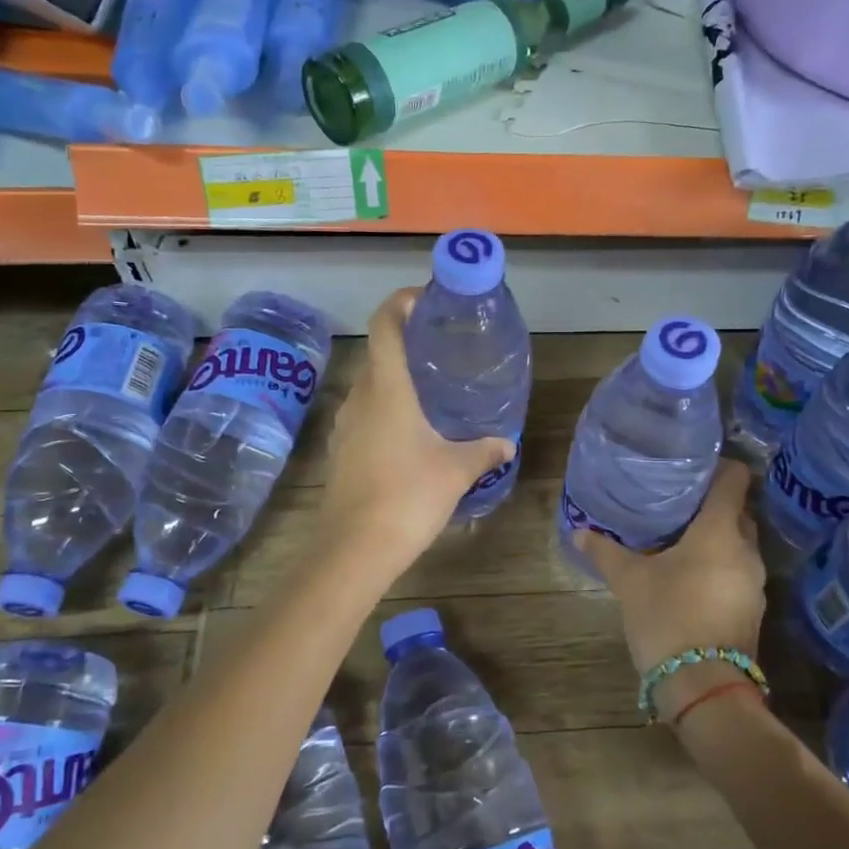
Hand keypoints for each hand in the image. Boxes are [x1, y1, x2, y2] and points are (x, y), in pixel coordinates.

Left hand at [316, 287, 516, 572]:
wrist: (354, 549)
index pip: (385, 324)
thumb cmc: (408, 496)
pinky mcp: (341, 451)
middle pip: (379, 353)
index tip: (427, 299)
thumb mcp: (456, 470)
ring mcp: (345, 425)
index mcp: (387, 388)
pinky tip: (413, 432)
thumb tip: (507, 443)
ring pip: (371, 385)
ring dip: (397, 379)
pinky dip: (387, 408)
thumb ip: (484, 450)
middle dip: (408, 342)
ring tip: (433, 388)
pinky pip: (366, 414)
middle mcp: (360, 397)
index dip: (401, 301)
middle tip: (444, 347)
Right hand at [575, 460, 768, 717]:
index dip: (720, 466)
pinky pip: (737, 572)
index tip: (694, 465)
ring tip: (679, 538)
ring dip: (716, 538)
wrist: (703, 686)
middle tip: (677, 502)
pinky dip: (719, 566)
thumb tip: (579, 531)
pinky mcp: (752, 609)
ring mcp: (755, 583)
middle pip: (738, 511)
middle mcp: (746, 550)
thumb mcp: (629, 581)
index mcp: (720, 530)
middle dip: (712, 504)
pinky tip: (690, 576)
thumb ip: (606, 551)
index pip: (735, 479)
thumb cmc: (667, 616)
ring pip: (738, 544)